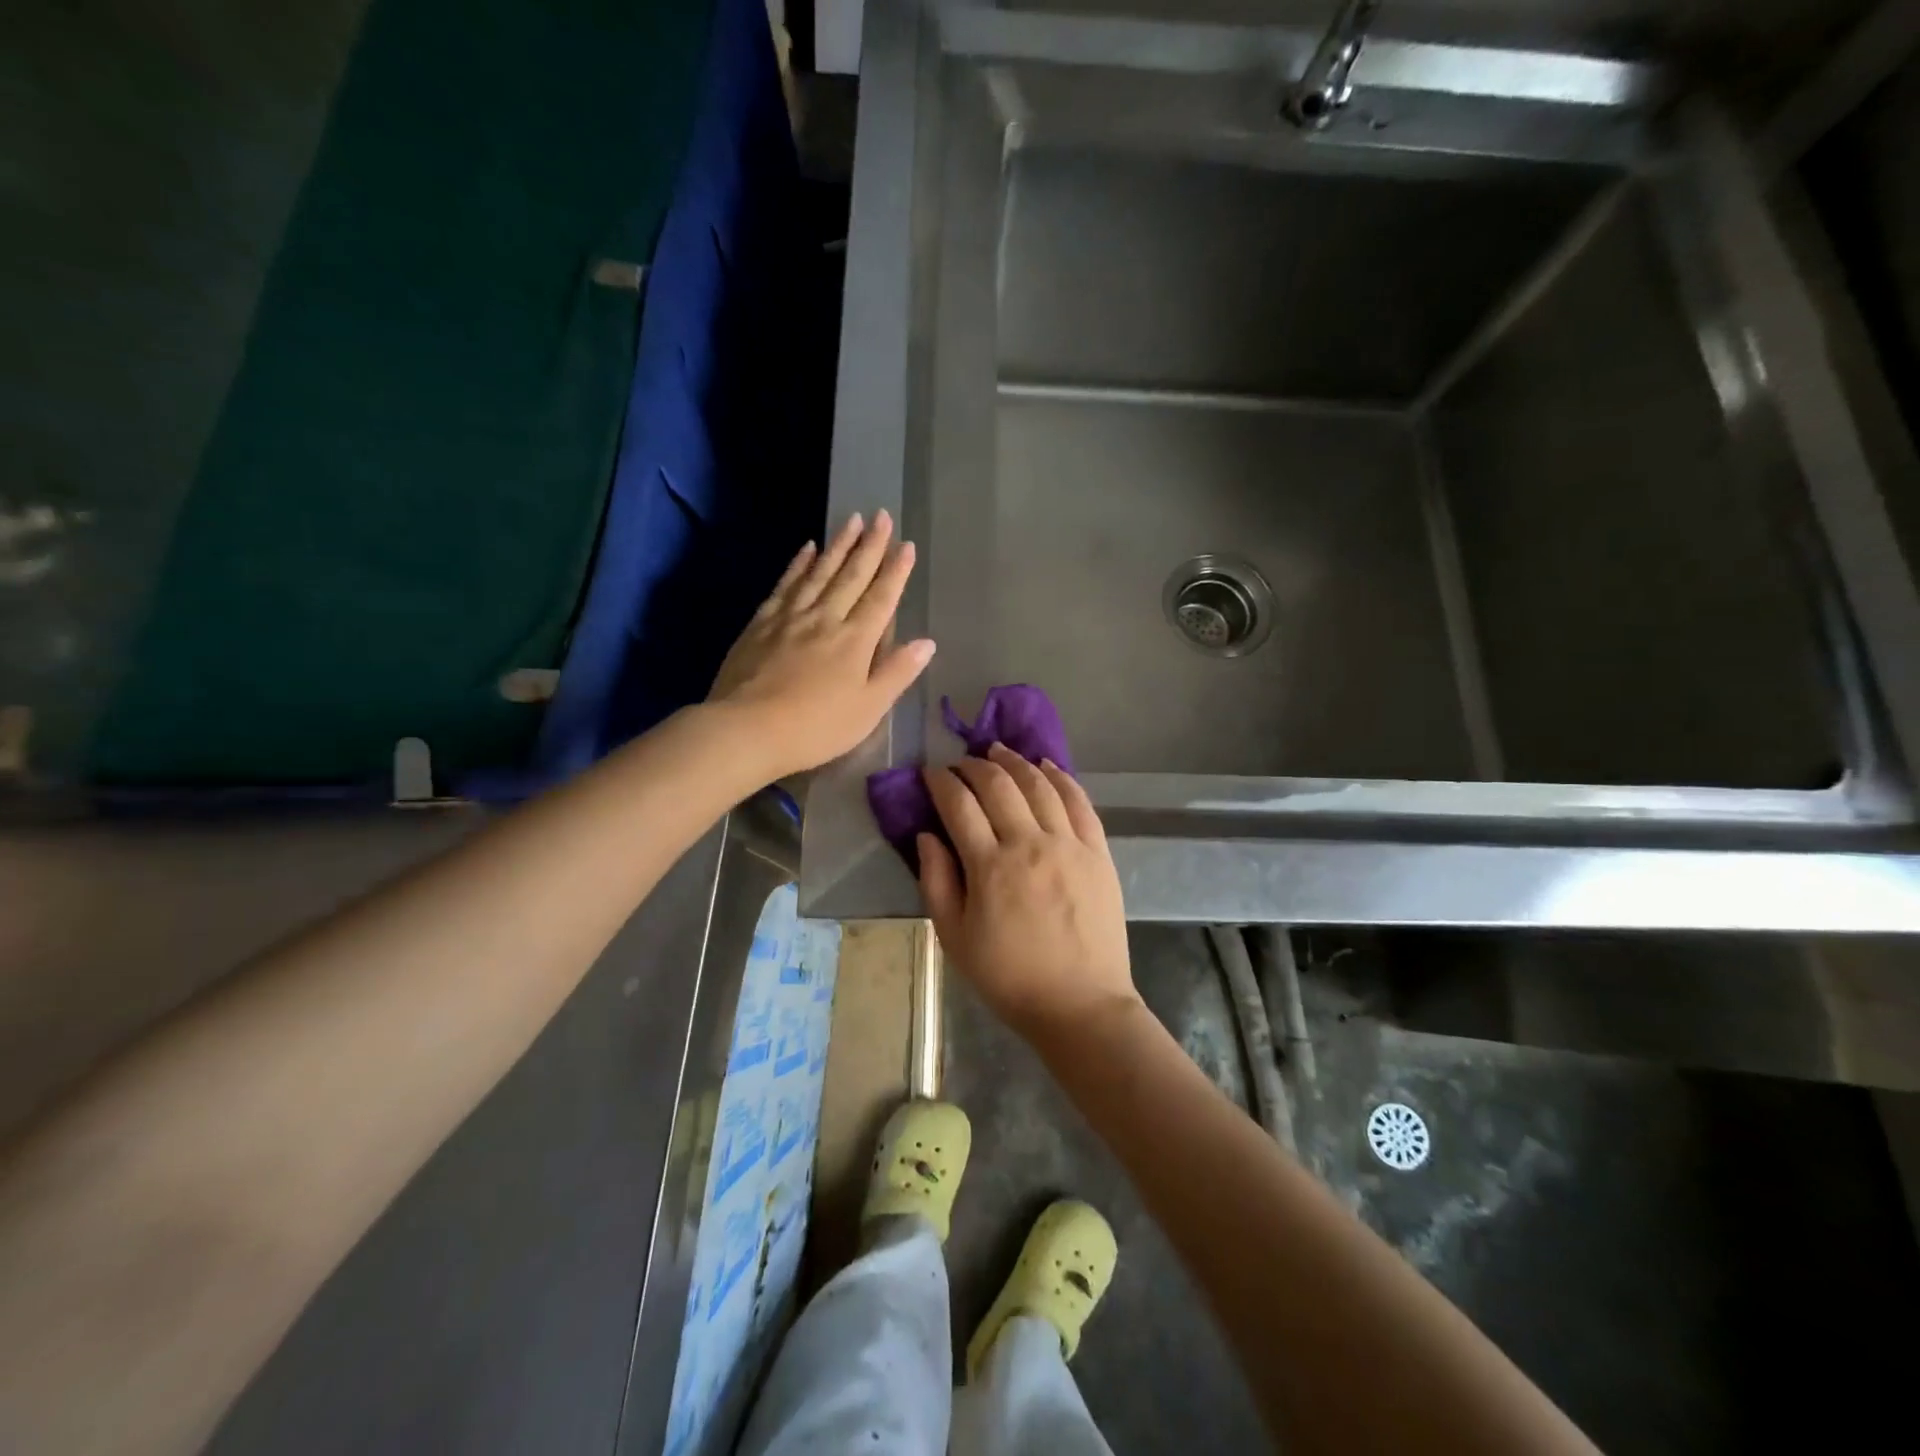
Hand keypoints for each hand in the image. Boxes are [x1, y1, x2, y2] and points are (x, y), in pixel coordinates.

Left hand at [708, 510, 934, 779]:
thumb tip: (927, 643)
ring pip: (819, 572)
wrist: (747, 729)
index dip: (896, 571)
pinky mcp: (761, 623)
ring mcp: (790, 617)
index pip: (882, 598)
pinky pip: (785, 584)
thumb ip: (897, 672)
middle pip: (852, 575)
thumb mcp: (868, 709)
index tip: (906, 544)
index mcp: (855, 640)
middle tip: (881, 516)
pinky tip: (807, 548)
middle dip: (870, 545)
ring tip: (851, 520)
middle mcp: (825, 618)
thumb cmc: (816, 727)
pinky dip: (799, 564)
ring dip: (838, 545)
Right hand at [917, 743, 1137, 1036]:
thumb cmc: (1009, 977)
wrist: (1081, 1004)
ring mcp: (1069, 844)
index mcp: (990, 867)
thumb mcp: (955, 938)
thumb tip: (926, 835)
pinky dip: (1060, 777)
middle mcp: (1030, 843)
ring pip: (1039, 784)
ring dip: (1014, 761)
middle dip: (974, 765)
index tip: (931, 774)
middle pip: (999, 785)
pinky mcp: (1098, 852)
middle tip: (961, 762)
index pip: (960, 805)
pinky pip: (1079, 801)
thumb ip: (937, 882)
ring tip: (998, 750)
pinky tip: (1046, 765)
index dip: (941, 783)